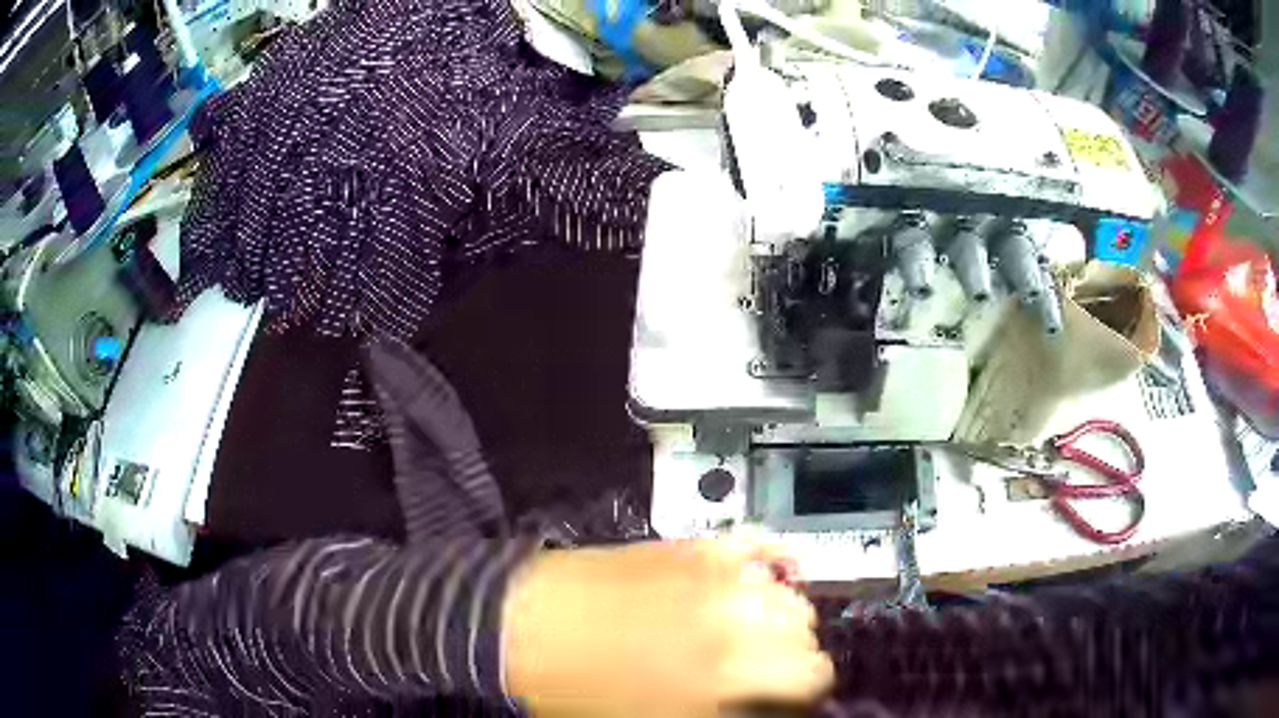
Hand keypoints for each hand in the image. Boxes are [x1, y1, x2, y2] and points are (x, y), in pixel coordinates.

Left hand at [503, 535, 831, 716]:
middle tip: (757, 668)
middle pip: (806, 632)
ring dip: (778, 616)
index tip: (782, 698)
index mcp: (729, 677)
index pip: (813, 676)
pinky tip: (757, 581)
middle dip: (790, 655)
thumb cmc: (583, 692)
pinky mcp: (695, 546)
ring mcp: (718, 576)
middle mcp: (737, 622)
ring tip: (747, 630)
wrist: (525, 630)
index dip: (801, 693)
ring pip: (789, 593)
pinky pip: (758, 544)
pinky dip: (769, 564)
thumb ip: (729, 711)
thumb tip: (762, 703)